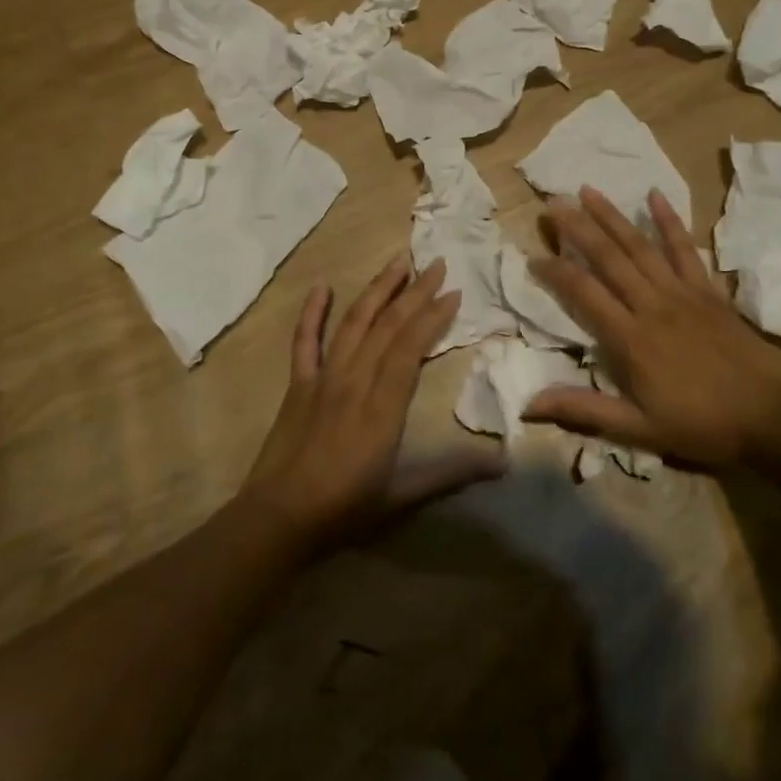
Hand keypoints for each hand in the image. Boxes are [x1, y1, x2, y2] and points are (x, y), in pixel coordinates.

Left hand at [241, 254, 504, 550]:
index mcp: (383, 404)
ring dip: (377, 289)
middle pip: (387, 325)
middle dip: (414, 291)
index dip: (432, 316)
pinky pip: (305, 341)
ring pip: (353, 322)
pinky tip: (321, 288)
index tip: (453, 292)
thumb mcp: (403, 496)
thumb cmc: (345, 508)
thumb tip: (502, 461)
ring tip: (398, 260)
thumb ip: (452, 473)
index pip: (410, 346)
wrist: (278, 519)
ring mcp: (323, 377)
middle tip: (435, 263)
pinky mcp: (298, 384)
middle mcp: (354, 380)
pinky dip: (312, 313)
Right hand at [523, 187, 780, 468]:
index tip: (534, 256)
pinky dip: (669, 222)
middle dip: (578, 228)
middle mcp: (651, 305)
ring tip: (588, 190)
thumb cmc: (701, 424)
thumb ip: (585, 410)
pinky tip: (654, 196)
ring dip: (612, 216)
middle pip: (608, 258)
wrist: (771, 416)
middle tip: (553, 203)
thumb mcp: (638, 429)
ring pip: (640, 246)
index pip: (584, 293)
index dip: (556, 272)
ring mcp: (682, 292)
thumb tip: (528, 404)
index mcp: (631, 338)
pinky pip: (685, 249)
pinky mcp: (707, 289)